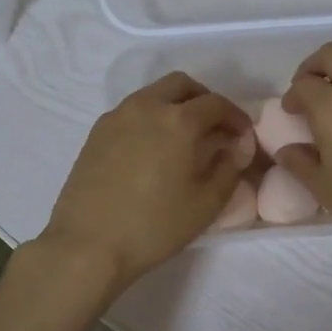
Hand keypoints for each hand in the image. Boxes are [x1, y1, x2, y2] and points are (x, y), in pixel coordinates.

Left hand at [38, 73, 251, 292]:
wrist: (88, 244)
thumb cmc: (154, 226)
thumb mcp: (206, 204)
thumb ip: (229, 168)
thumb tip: (238, 146)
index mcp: (178, 121)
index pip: (216, 104)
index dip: (236, 117)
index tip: (243, 135)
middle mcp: (146, 107)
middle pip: (181, 85)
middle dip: (204, 100)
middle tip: (215, 127)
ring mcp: (116, 117)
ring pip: (153, 94)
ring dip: (175, 106)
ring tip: (184, 139)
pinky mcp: (96, 133)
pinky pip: (131, 111)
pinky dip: (150, 118)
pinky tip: (153, 150)